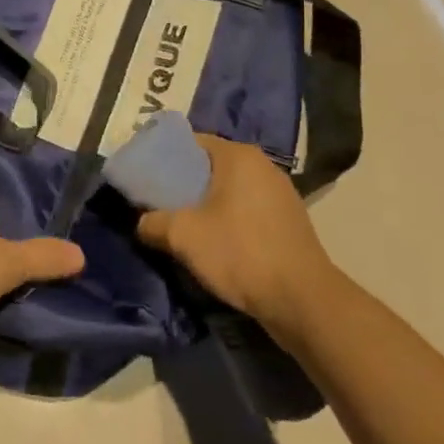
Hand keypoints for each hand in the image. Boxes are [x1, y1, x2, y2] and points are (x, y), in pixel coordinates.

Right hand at [136, 135, 329, 325]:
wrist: (302, 301)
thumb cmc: (240, 253)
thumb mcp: (183, 236)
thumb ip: (152, 222)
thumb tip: (141, 223)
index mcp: (238, 156)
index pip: (190, 142)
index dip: (162, 157)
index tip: (144, 176)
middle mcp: (262, 165)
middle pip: (210, 165)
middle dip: (182, 182)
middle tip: (155, 201)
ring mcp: (280, 193)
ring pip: (229, 189)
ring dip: (205, 203)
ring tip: (180, 223)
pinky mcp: (289, 221)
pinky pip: (246, 209)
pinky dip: (227, 218)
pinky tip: (213, 240)